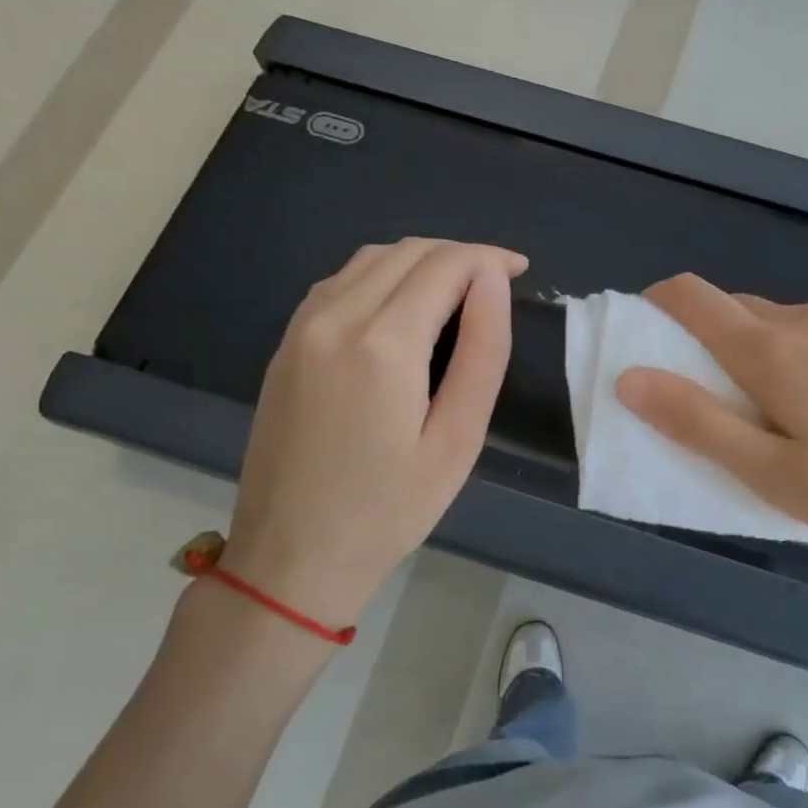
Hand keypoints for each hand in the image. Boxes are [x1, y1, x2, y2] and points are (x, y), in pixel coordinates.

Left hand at [221, 238, 526, 627]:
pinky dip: (382, 274)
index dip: (490, 258)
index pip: (446, 264)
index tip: (522, 271)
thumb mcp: (458, 439)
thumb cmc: (390, 509)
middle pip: (408, 250)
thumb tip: (493, 281)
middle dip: (461, 254)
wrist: (290, 557)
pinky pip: (340, 281)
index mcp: (383, 344)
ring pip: (371, 258)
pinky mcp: (286, 343)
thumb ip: (483, 351)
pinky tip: (403, 306)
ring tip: (459, 290)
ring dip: (421, 260)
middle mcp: (335, 318)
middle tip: (498, 282)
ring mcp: (302, 328)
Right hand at [615, 274, 807, 599]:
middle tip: (735, 406)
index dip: (660, 303)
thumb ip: (696, 423)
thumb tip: (630, 378)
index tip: (652, 331)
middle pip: (744, 313)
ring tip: (807, 416)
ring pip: (796, 325)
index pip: (694, 297)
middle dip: (722, 345)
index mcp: (772, 350)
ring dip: (779, 354)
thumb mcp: (773, 475)